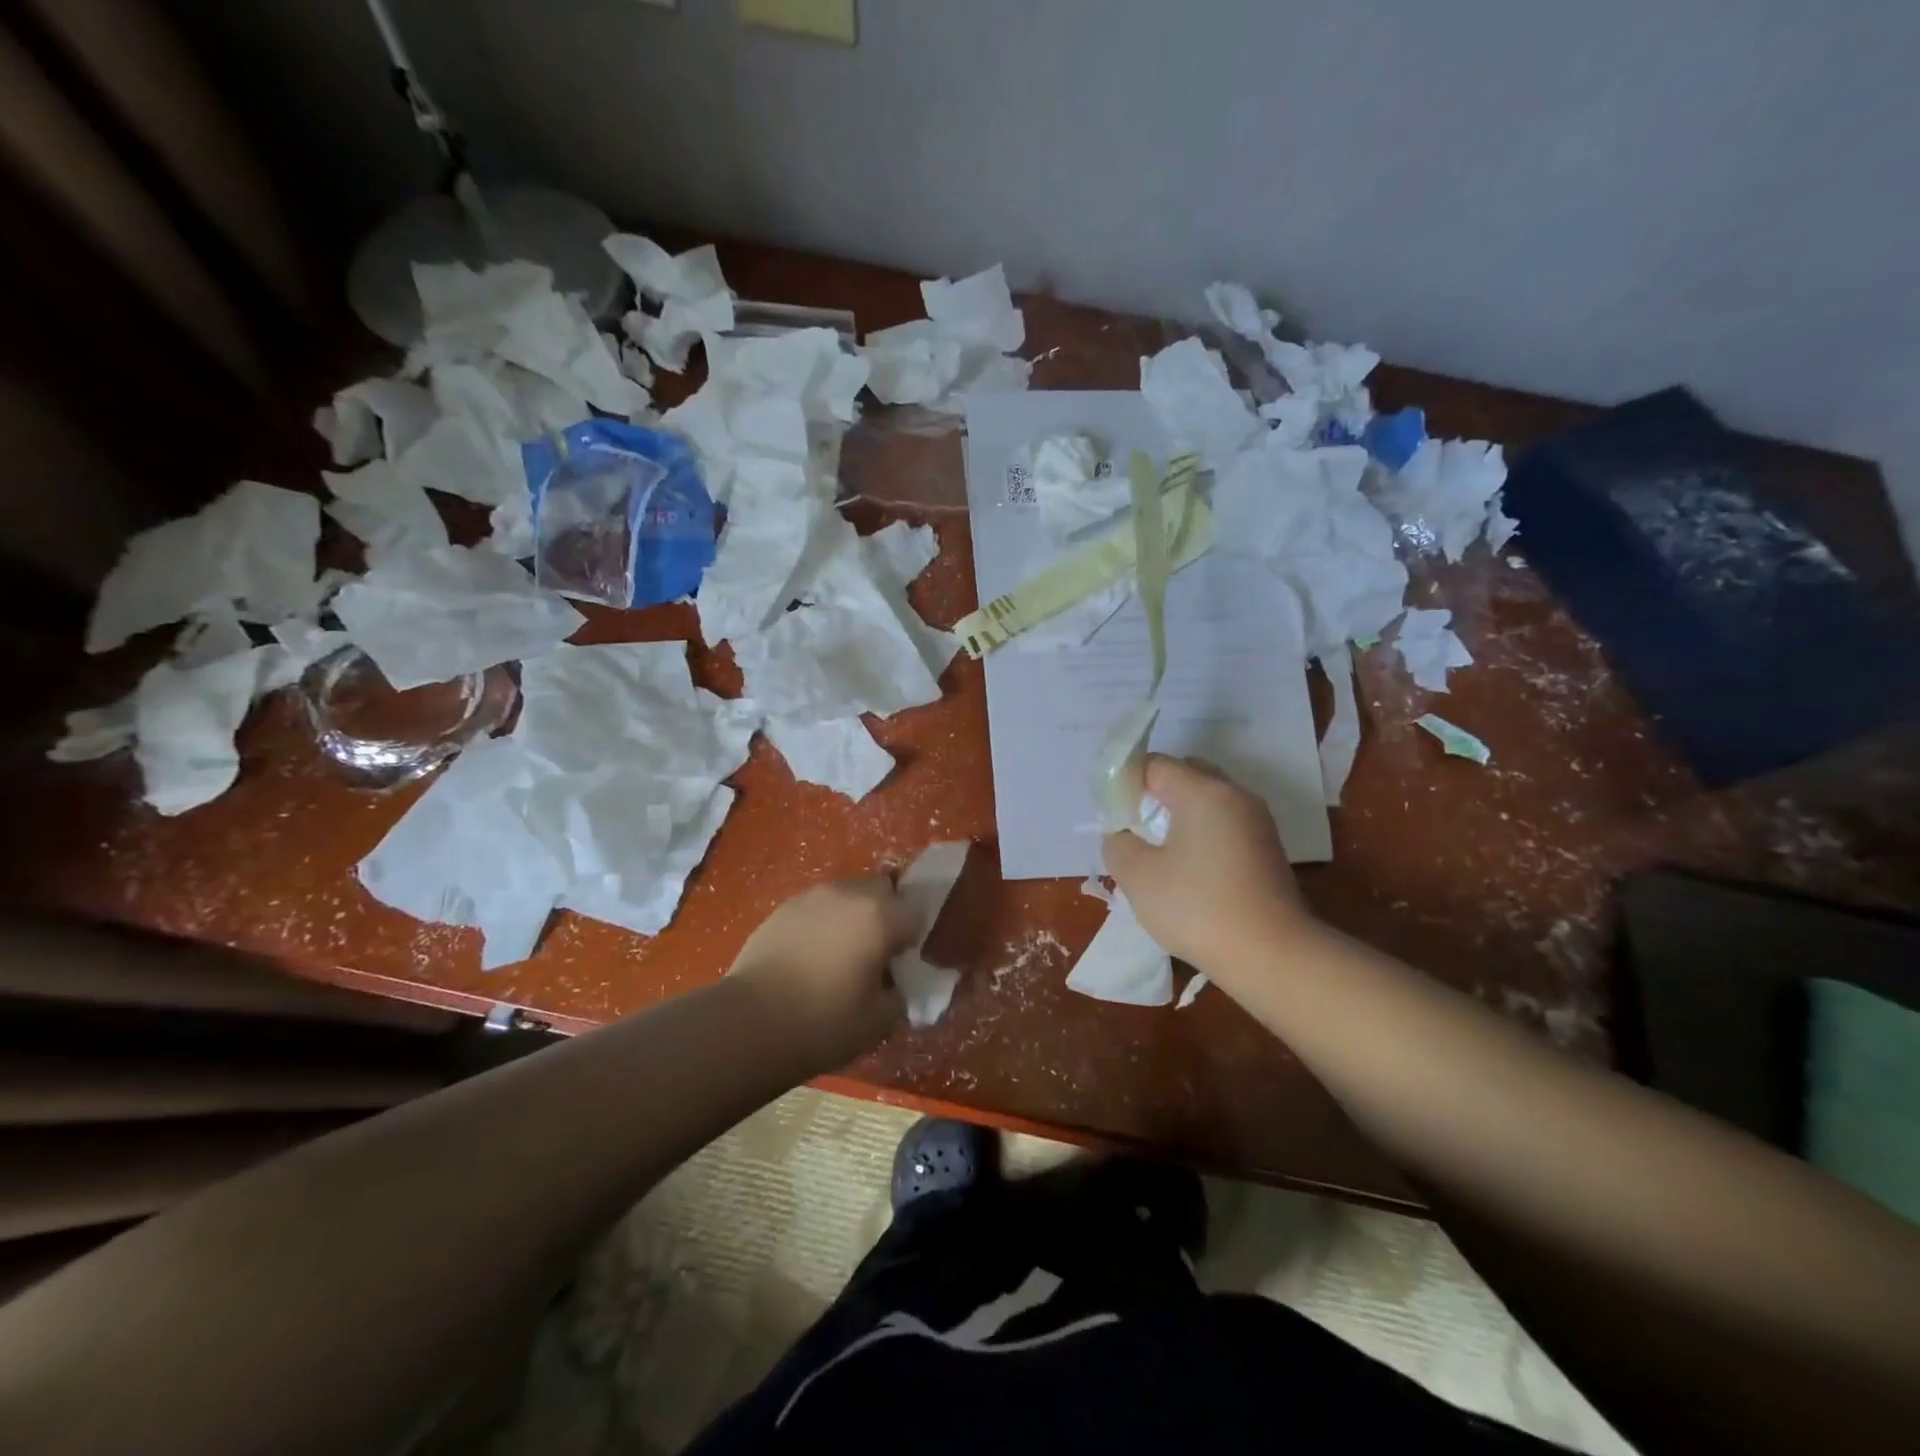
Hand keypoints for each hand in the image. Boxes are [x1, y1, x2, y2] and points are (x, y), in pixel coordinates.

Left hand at [728, 877, 917, 1069]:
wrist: (748, 1024)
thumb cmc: (823, 1023)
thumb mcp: (880, 1022)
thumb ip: (899, 996)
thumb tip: (895, 985)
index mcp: (880, 916)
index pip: (916, 910)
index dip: (914, 936)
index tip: (903, 962)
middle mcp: (849, 894)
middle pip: (882, 891)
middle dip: (885, 915)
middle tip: (875, 954)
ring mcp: (811, 897)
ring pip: (847, 895)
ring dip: (852, 917)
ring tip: (838, 956)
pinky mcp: (782, 909)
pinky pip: (817, 908)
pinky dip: (822, 924)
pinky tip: (809, 958)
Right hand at [1101, 755, 1314, 982]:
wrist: (1272, 955)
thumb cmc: (1197, 908)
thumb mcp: (1137, 877)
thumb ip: (1118, 843)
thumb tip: (1122, 835)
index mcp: (1203, 792)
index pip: (1155, 764)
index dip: (1126, 780)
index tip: (1112, 812)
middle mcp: (1234, 795)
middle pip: (1186, 773)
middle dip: (1155, 791)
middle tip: (1134, 824)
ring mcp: (1257, 822)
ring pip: (1208, 799)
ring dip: (1180, 813)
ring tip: (1158, 848)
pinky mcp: (1268, 848)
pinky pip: (1225, 822)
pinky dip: (1202, 831)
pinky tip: (1189, 867)